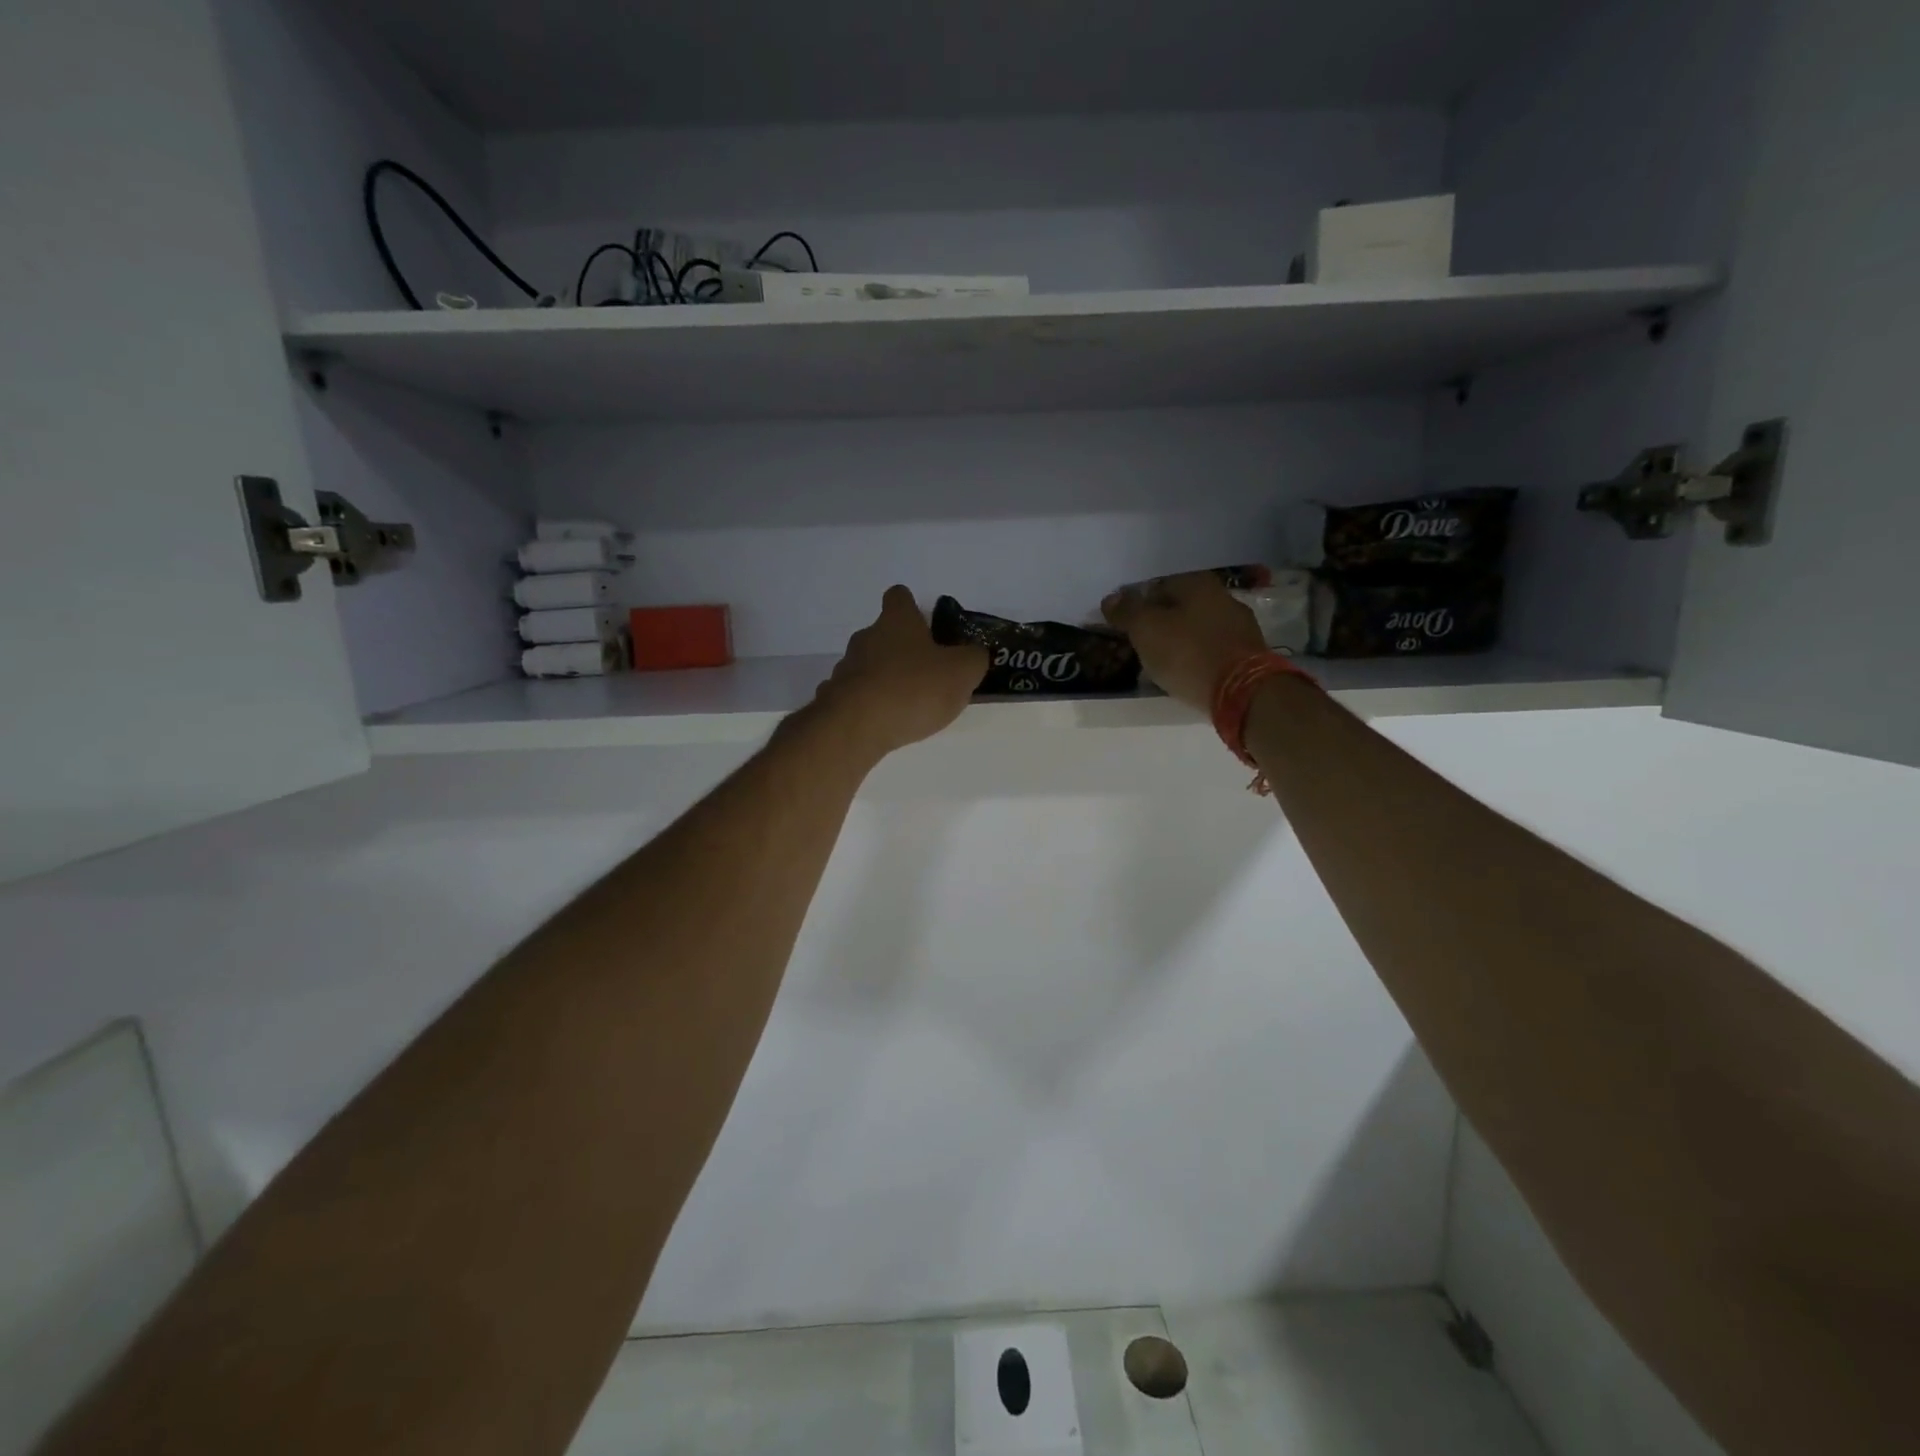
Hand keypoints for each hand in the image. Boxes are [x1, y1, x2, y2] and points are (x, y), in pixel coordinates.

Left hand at [814, 587, 988, 756]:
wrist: (857, 726)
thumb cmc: (914, 688)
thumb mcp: (962, 672)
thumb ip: (973, 659)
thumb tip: (974, 654)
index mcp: (896, 621)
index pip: (899, 597)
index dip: (911, 606)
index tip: (925, 624)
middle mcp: (866, 637)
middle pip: (884, 634)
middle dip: (903, 650)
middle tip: (926, 673)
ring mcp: (846, 668)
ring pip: (869, 665)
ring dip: (886, 678)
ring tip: (907, 704)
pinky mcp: (834, 698)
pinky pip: (856, 695)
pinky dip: (869, 703)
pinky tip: (882, 721)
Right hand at [1102, 571, 1266, 712]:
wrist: (1242, 691)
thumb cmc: (1187, 653)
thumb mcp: (1146, 630)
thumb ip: (1126, 611)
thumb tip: (1110, 598)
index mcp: (1197, 582)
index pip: (1156, 586)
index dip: (1135, 605)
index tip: (1123, 626)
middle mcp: (1222, 596)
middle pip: (1179, 606)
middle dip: (1159, 622)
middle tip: (1139, 645)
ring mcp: (1239, 624)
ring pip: (1197, 627)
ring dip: (1178, 640)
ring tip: (1160, 662)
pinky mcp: (1248, 652)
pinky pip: (1211, 648)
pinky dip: (1196, 656)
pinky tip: (1186, 671)